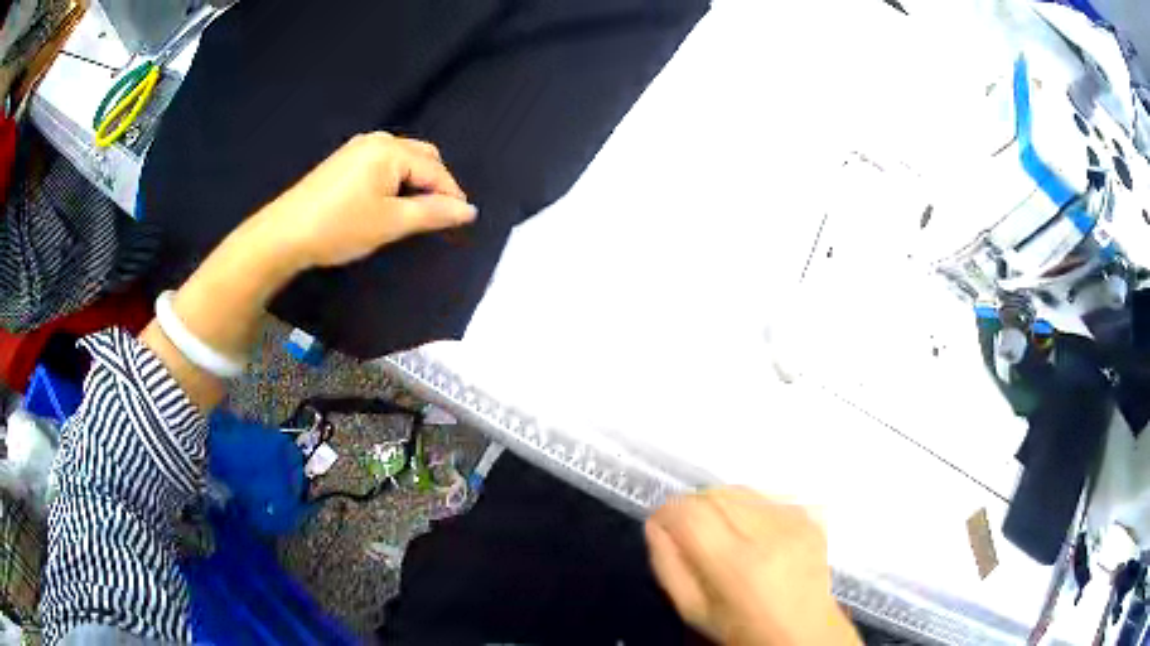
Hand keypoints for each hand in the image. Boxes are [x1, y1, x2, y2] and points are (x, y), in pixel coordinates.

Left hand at [257, 132, 476, 268]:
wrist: (284, 234)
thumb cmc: (340, 227)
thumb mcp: (390, 223)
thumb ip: (433, 213)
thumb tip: (468, 210)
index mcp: (391, 150)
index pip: (435, 169)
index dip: (451, 194)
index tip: (462, 221)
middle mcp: (377, 140)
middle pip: (421, 157)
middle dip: (434, 184)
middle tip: (438, 216)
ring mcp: (357, 148)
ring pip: (401, 160)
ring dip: (414, 182)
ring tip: (414, 212)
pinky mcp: (343, 161)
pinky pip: (382, 164)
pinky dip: (394, 181)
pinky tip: (388, 202)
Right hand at [646, 487, 859, 645]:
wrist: (804, 633)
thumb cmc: (741, 629)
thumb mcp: (693, 609)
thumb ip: (667, 564)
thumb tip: (656, 523)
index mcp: (737, 565)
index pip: (690, 512)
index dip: (667, 511)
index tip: (661, 523)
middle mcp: (770, 534)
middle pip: (715, 493)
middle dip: (693, 506)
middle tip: (690, 532)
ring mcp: (795, 521)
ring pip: (740, 488)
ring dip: (721, 504)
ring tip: (722, 534)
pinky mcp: (810, 517)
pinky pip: (766, 495)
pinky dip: (749, 506)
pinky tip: (751, 533)